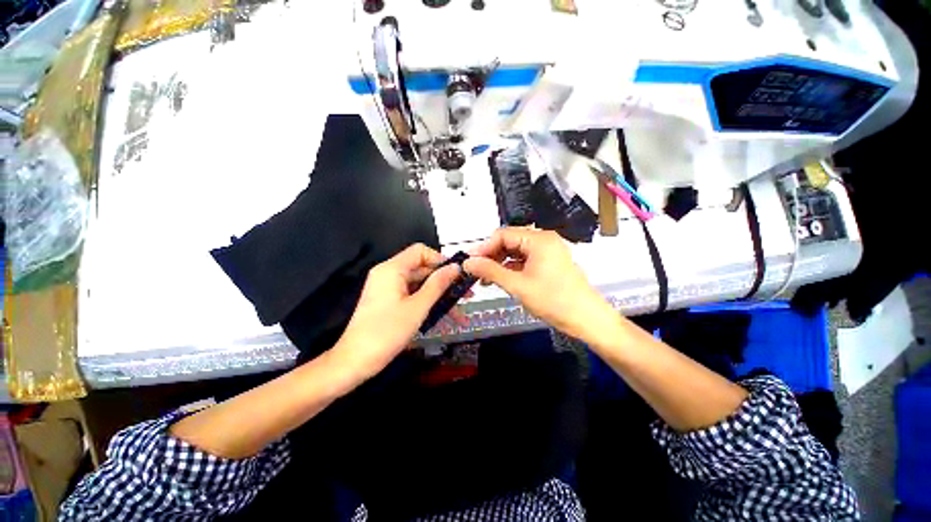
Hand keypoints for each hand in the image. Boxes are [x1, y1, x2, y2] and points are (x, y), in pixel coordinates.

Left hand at [333, 244, 460, 380]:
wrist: (355, 361)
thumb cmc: (387, 332)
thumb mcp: (418, 307)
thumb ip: (438, 284)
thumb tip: (455, 267)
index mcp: (392, 269)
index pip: (420, 251)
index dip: (440, 260)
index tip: (456, 275)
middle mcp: (388, 273)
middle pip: (421, 268)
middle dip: (444, 281)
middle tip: (465, 295)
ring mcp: (387, 288)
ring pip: (419, 284)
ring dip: (438, 295)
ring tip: (459, 311)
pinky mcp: (388, 301)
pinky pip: (412, 295)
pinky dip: (427, 303)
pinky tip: (443, 316)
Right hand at [463, 227, 612, 340]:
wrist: (588, 319)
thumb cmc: (554, 301)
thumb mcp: (518, 285)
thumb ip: (491, 271)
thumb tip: (468, 263)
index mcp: (538, 239)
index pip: (503, 234)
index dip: (484, 247)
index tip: (470, 262)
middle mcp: (543, 240)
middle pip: (509, 241)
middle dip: (491, 256)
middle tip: (476, 272)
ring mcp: (548, 251)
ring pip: (516, 251)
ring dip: (500, 263)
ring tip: (485, 279)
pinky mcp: (549, 262)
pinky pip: (525, 260)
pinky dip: (511, 268)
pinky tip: (501, 280)